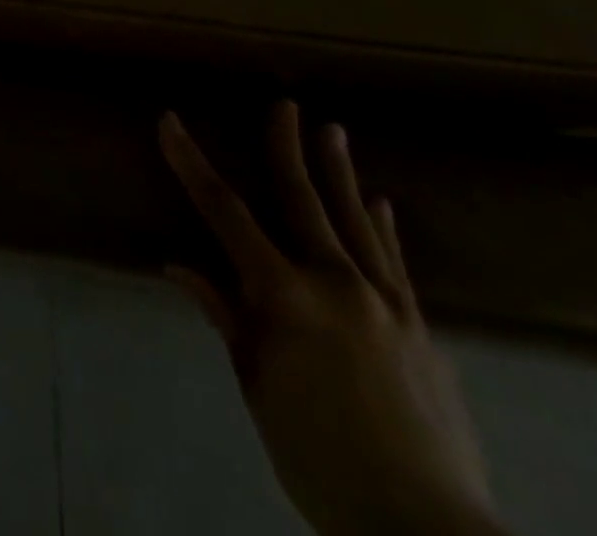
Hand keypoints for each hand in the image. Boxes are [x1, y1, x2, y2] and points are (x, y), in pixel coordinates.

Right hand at [159, 103, 504, 535]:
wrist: (427, 529)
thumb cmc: (319, 459)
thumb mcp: (257, 389)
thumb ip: (226, 319)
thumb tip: (179, 266)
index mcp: (285, 297)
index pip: (224, 213)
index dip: (192, 163)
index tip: (170, 122)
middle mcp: (336, 284)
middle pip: (303, 201)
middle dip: (287, 148)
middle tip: (284, 103)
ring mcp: (386, 304)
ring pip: (355, 221)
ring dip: (340, 172)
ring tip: (333, 130)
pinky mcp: (420, 329)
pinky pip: (395, 264)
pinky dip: (383, 228)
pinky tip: (381, 202)